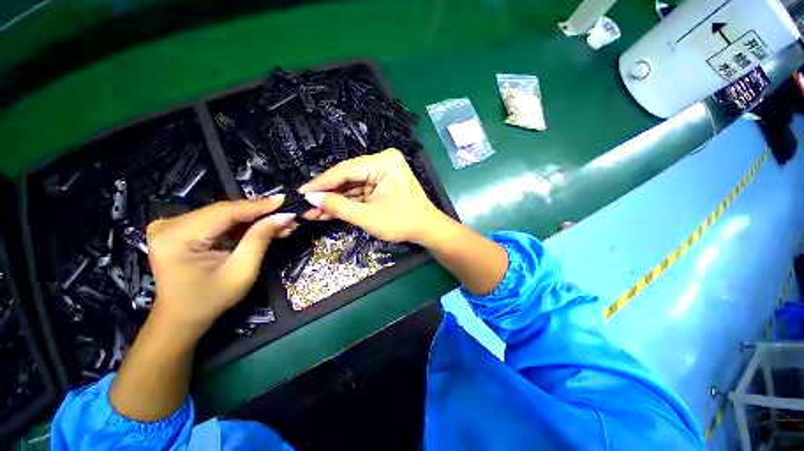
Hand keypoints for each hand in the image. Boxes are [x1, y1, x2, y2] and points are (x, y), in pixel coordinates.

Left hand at [146, 195, 296, 336]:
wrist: (181, 317)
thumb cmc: (211, 300)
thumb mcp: (242, 271)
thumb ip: (260, 238)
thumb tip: (284, 216)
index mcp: (176, 237)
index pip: (225, 212)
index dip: (258, 205)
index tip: (286, 200)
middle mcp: (169, 225)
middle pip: (224, 211)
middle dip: (260, 214)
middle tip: (288, 216)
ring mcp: (171, 225)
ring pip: (224, 215)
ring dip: (254, 219)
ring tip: (281, 223)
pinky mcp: (179, 228)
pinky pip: (217, 221)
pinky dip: (241, 224)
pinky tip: (262, 226)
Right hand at [300, 149, 441, 243]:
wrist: (427, 230)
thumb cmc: (402, 222)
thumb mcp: (368, 216)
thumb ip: (338, 206)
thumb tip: (310, 197)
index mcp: (383, 162)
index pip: (345, 170)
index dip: (322, 183)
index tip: (301, 193)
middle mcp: (382, 162)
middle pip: (347, 177)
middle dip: (327, 194)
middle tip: (305, 205)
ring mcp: (382, 174)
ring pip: (351, 186)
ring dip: (334, 201)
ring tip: (312, 212)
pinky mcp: (381, 185)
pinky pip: (359, 192)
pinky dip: (346, 203)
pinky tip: (328, 211)